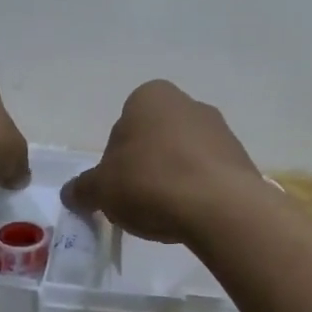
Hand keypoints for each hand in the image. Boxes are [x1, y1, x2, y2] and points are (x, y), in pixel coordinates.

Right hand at [63, 80, 262, 243]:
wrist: (220, 206)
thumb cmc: (151, 182)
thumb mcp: (102, 189)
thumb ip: (83, 188)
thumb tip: (71, 193)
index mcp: (151, 96)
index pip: (123, 125)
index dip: (115, 159)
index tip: (117, 186)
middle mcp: (188, 103)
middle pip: (154, 140)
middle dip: (145, 167)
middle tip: (138, 201)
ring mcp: (220, 130)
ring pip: (183, 157)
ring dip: (172, 179)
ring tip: (166, 213)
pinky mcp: (241, 159)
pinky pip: (208, 175)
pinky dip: (197, 191)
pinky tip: (191, 215)